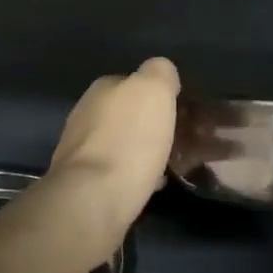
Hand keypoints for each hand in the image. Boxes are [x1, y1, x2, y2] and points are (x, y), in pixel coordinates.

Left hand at [48, 58, 181, 224]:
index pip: (135, 83)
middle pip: (131, 115)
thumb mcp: (153, 89)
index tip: (185, 112)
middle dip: (157, 124)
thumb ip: (160, 72)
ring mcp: (83, 151)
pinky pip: (122, 172)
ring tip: (180, 164)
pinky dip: (141, 174)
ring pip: (127, 144)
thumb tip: (163, 74)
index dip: (162, 95)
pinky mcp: (86, 185)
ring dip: (151, 150)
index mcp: (102, 90)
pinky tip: (157, 184)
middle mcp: (87, 115)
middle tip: (188, 139)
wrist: (93, 200)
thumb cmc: (128, 139)